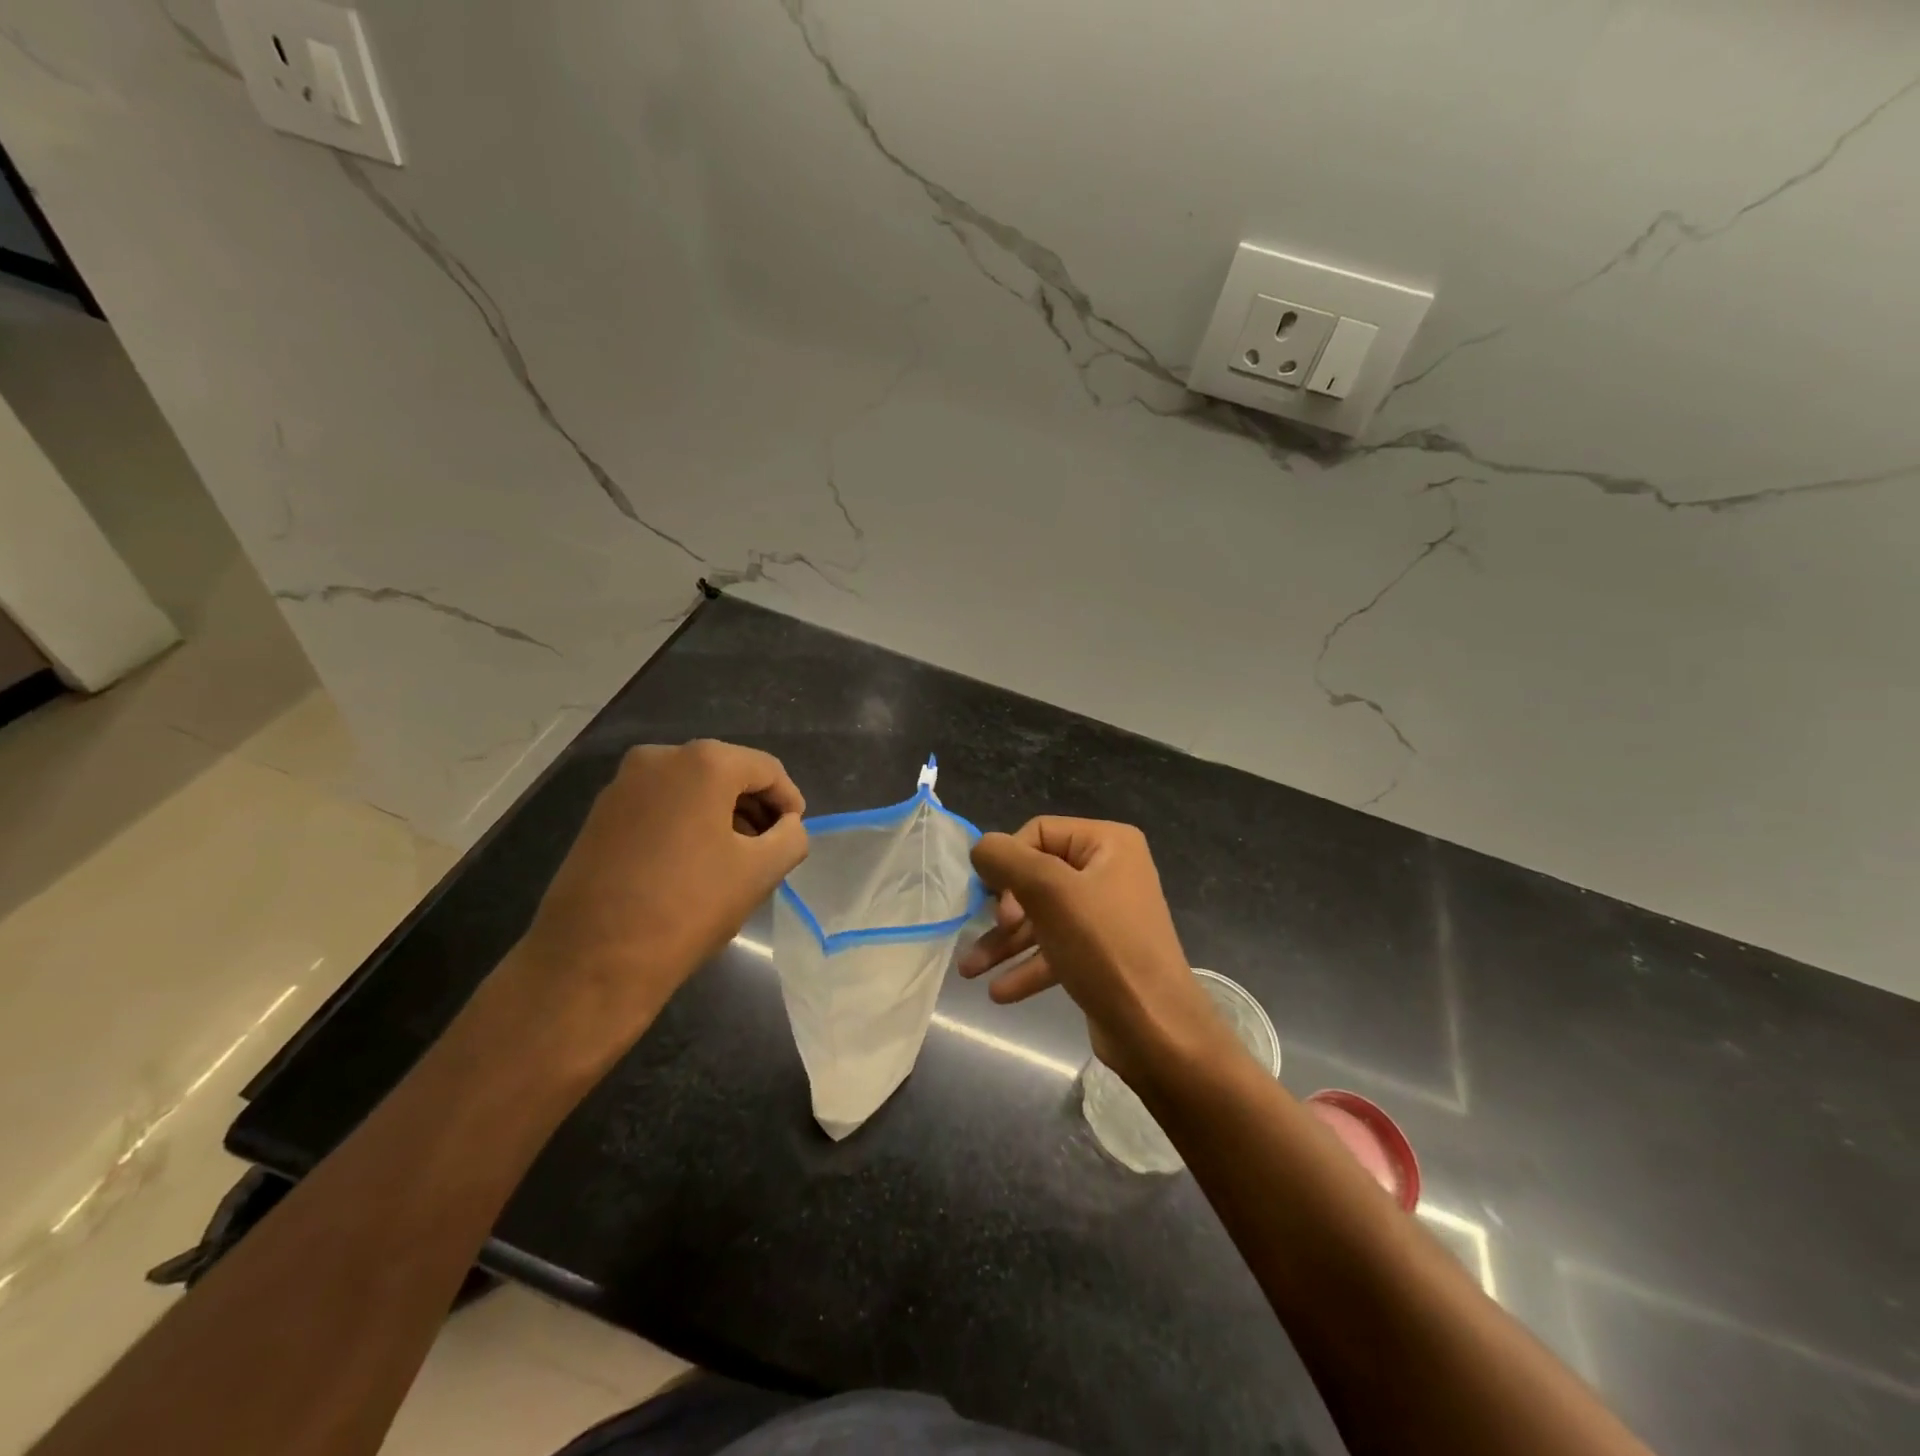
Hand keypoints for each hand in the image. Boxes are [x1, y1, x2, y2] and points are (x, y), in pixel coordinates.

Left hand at [499, 740, 806, 1065]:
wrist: (591, 960)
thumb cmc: (688, 907)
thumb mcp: (760, 873)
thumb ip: (791, 838)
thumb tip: (787, 826)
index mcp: (704, 763)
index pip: (767, 770)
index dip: (789, 801)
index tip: (794, 836)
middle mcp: (660, 758)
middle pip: (727, 774)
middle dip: (754, 808)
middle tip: (769, 849)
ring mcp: (623, 784)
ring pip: (691, 790)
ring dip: (721, 817)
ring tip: (733, 861)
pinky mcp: (600, 814)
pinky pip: (661, 806)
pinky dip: (686, 824)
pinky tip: (692, 865)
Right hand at [958, 818, 1232, 1088]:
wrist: (1157, 1031)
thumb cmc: (1104, 948)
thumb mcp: (1049, 892)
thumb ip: (1007, 860)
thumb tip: (980, 847)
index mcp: (1108, 843)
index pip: (1038, 832)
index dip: (1009, 862)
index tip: (993, 900)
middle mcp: (1110, 872)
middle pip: (1037, 876)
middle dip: (1004, 909)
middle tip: (995, 930)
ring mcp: (1106, 916)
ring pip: (1041, 917)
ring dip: (1005, 942)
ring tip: (969, 971)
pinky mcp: (1100, 955)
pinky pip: (1055, 949)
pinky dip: (1027, 966)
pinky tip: (999, 992)